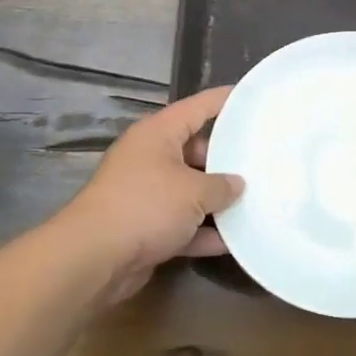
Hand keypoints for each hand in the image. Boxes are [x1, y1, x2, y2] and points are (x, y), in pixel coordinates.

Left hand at [50, 85, 243, 305]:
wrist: (94, 258)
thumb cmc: (147, 206)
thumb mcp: (195, 191)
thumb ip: (222, 185)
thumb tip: (237, 184)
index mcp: (158, 134)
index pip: (198, 107)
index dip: (224, 100)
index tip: (250, 97)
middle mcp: (150, 157)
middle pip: (195, 150)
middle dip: (226, 160)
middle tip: (260, 163)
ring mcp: (146, 193)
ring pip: (190, 190)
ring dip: (216, 201)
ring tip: (255, 201)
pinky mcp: (144, 226)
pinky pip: (181, 223)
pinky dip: (202, 231)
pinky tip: (232, 241)